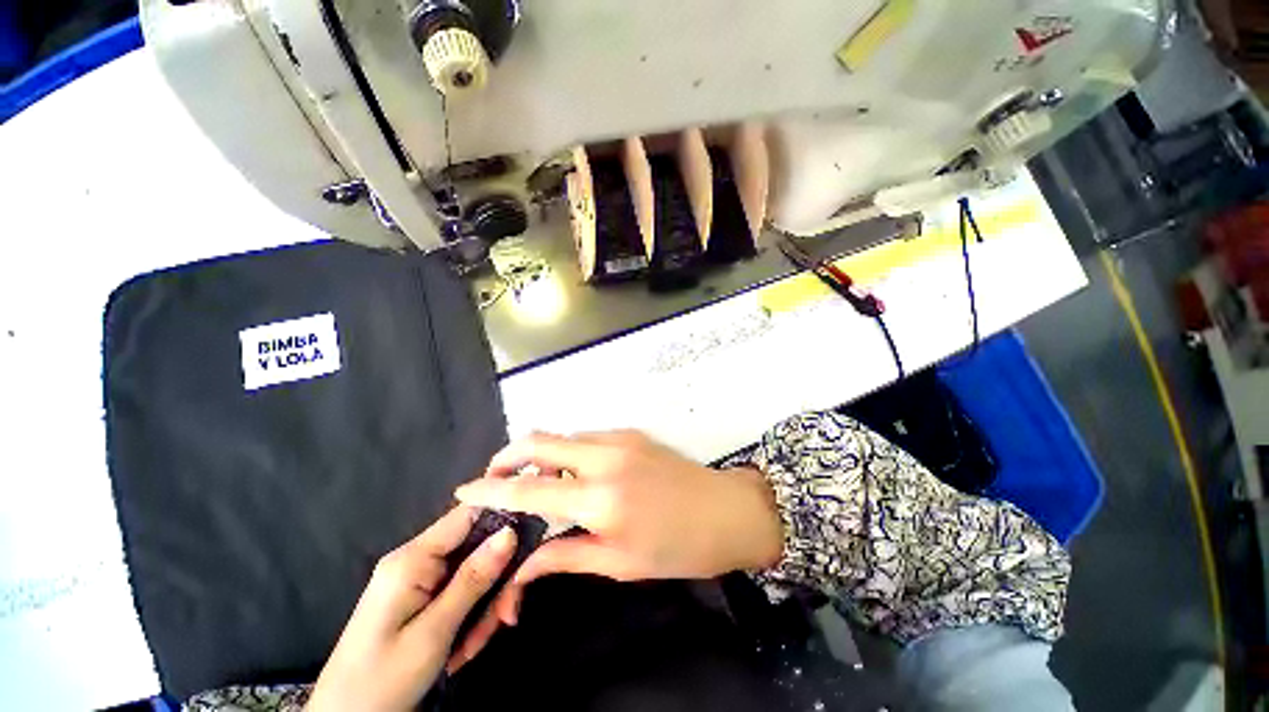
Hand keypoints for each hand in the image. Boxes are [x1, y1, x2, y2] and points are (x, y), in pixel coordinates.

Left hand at [306, 506, 516, 711]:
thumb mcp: (433, 633)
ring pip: (473, 572)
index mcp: (413, 558)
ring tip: (478, 644)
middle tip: (507, 617)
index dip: (504, 516)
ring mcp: (418, 578)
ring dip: (484, 605)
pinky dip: (471, 615)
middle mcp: (416, 559)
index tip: (534, 535)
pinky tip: (465, 647)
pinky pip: (460, 591)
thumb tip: (511, 531)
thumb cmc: (382, 680)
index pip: (469, 513)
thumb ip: (473, 579)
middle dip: (496, 580)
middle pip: (475, 547)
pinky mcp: (421, 596)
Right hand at [448, 431, 782, 668]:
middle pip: (540, 441)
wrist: (727, 511)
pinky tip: (575, 474)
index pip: (530, 489)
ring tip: (534, 480)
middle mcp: (605, 456)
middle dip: (508, 455)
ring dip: (541, 454)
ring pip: (564, 437)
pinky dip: (569, 451)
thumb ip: (566, 556)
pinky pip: (587, 437)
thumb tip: (522, 566)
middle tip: (495, 477)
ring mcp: (620, 438)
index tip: (464, 490)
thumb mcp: (619, 563)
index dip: (491, 489)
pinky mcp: (631, 433)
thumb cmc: (678, 548)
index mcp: (601, 497)